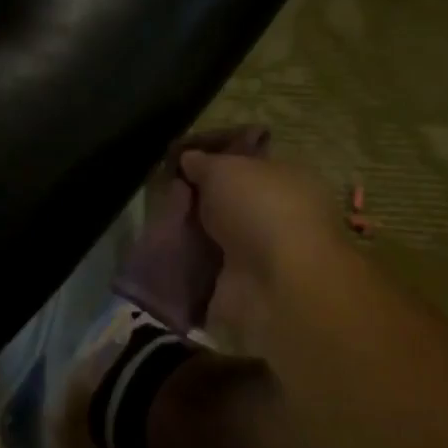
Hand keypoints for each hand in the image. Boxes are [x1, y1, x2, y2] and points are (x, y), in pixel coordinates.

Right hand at [179, 151, 347, 349]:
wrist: (277, 285)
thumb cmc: (261, 208)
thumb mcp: (226, 168)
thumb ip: (205, 162)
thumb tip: (190, 158)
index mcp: (289, 181)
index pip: (248, 166)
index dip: (216, 162)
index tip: (182, 162)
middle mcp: (278, 218)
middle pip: (229, 204)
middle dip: (197, 200)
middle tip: (164, 192)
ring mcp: (261, 257)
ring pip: (215, 237)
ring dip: (189, 233)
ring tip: (157, 222)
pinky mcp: (241, 290)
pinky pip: (204, 271)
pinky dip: (184, 266)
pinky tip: (161, 254)